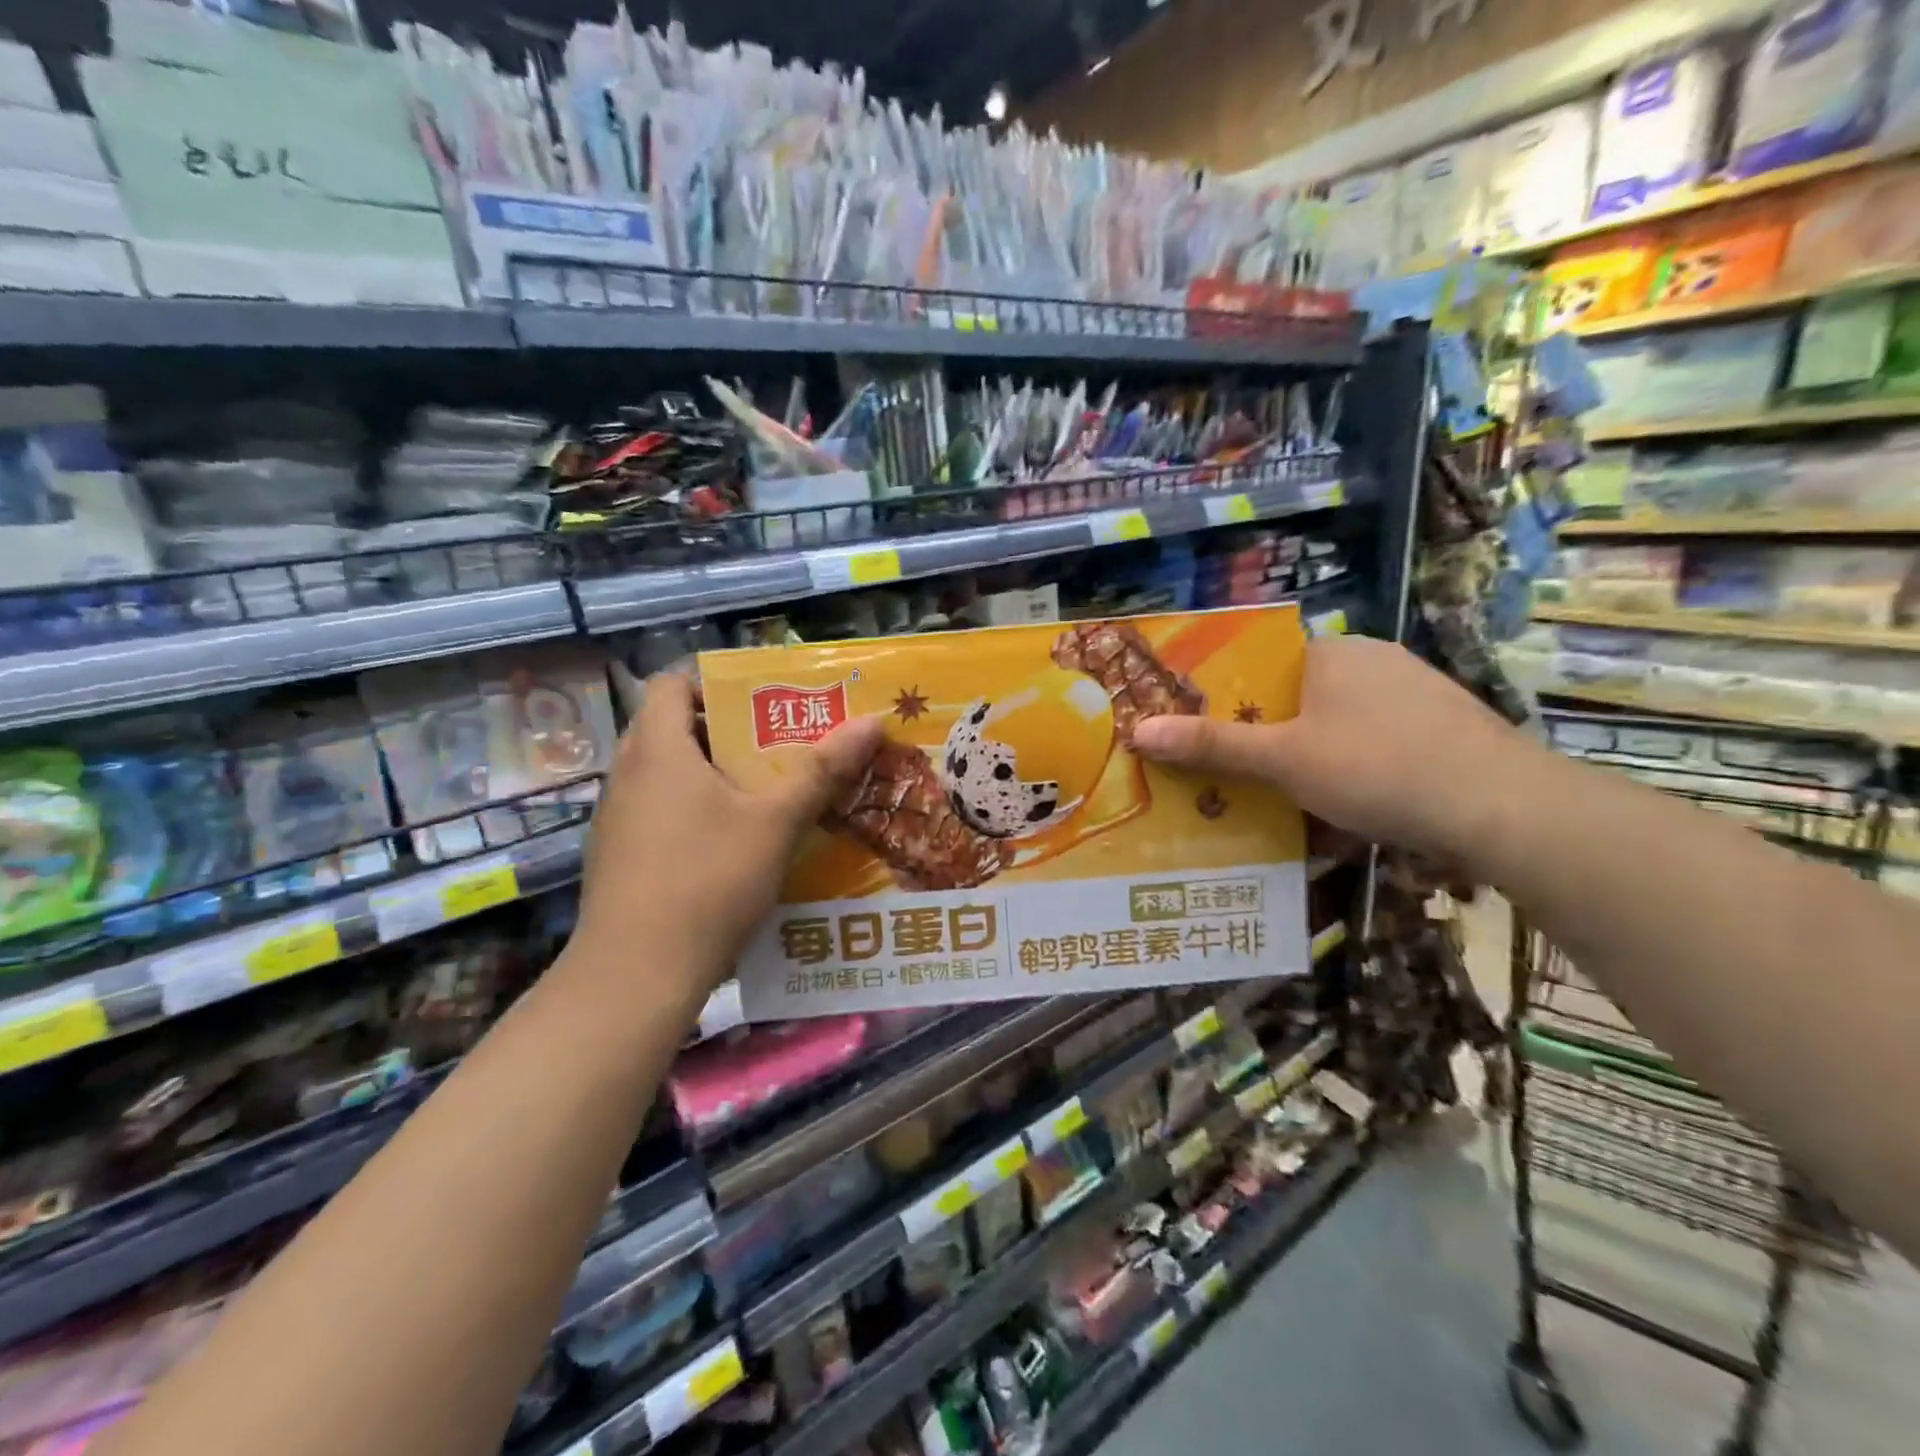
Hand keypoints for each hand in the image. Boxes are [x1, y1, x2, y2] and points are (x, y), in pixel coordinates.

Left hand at [568, 673, 882, 1003]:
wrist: (635, 975)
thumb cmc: (708, 880)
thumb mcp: (777, 822)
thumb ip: (823, 769)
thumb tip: (872, 721)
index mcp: (658, 748)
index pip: (670, 683)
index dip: (713, 684)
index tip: (760, 706)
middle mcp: (626, 773)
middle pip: (673, 728)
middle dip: (727, 733)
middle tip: (778, 748)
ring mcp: (616, 818)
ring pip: (666, 774)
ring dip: (712, 776)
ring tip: (764, 795)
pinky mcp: (616, 856)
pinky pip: (657, 812)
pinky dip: (692, 812)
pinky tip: (730, 847)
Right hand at [1131, 636, 1542, 864]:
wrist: (1505, 808)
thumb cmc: (1378, 769)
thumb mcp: (1284, 761)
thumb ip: (1212, 745)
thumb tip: (1138, 730)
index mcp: (1333, 652)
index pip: (1263, 664)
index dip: (1230, 699)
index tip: (1208, 737)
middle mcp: (1375, 659)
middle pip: (1299, 696)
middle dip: (1269, 735)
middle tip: (1239, 775)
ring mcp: (1418, 691)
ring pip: (1340, 722)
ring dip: (1312, 755)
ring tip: (1288, 797)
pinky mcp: (1446, 726)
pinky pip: (1378, 741)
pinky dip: (1355, 767)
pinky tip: (1352, 804)